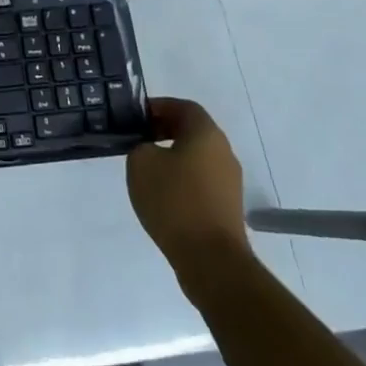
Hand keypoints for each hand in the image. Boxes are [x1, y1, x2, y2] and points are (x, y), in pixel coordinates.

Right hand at [126, 98, 252, 301]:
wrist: (211, 258)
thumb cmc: (174, 200)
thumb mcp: (140, 162)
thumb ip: (140, 146)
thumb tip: (149, 150)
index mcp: (206, 133)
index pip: (184, 106)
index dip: (159, 106)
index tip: (136, 117)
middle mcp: (223, 152)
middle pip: (193, 131)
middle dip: (164, 130)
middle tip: (138, 139)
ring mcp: (229, 181)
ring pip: (197, 156)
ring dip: (173, 156)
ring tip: (147, 169)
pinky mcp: (227, 206)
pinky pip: (201, 180)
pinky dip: (182, 179)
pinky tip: (163, 194)